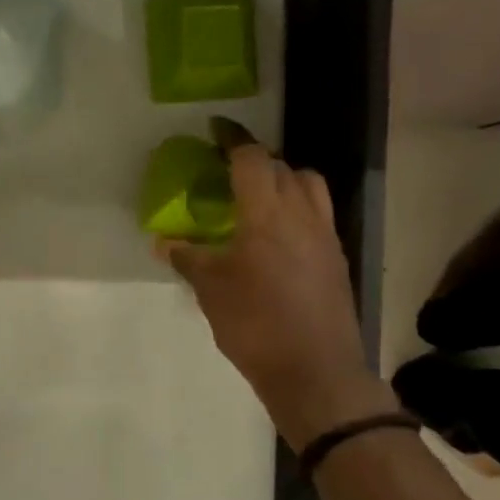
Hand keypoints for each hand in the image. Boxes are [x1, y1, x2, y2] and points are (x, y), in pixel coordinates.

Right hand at [158, 144, 396, 447]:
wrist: (314, 370)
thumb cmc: (255, 324)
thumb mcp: (211, 290)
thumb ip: (189, 259)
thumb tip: (164, 242)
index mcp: (267, 214)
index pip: (252, 159)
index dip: (233, 140)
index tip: (216, 130)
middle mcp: (302, 214)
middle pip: (283, 168)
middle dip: (256, 161)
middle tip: (229, 173)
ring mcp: (325, 236)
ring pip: (309, 188)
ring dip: (284, 182)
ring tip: (258, 201)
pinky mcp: (336, 259)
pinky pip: (318, 216)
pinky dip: (297, 211)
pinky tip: (277, 239)